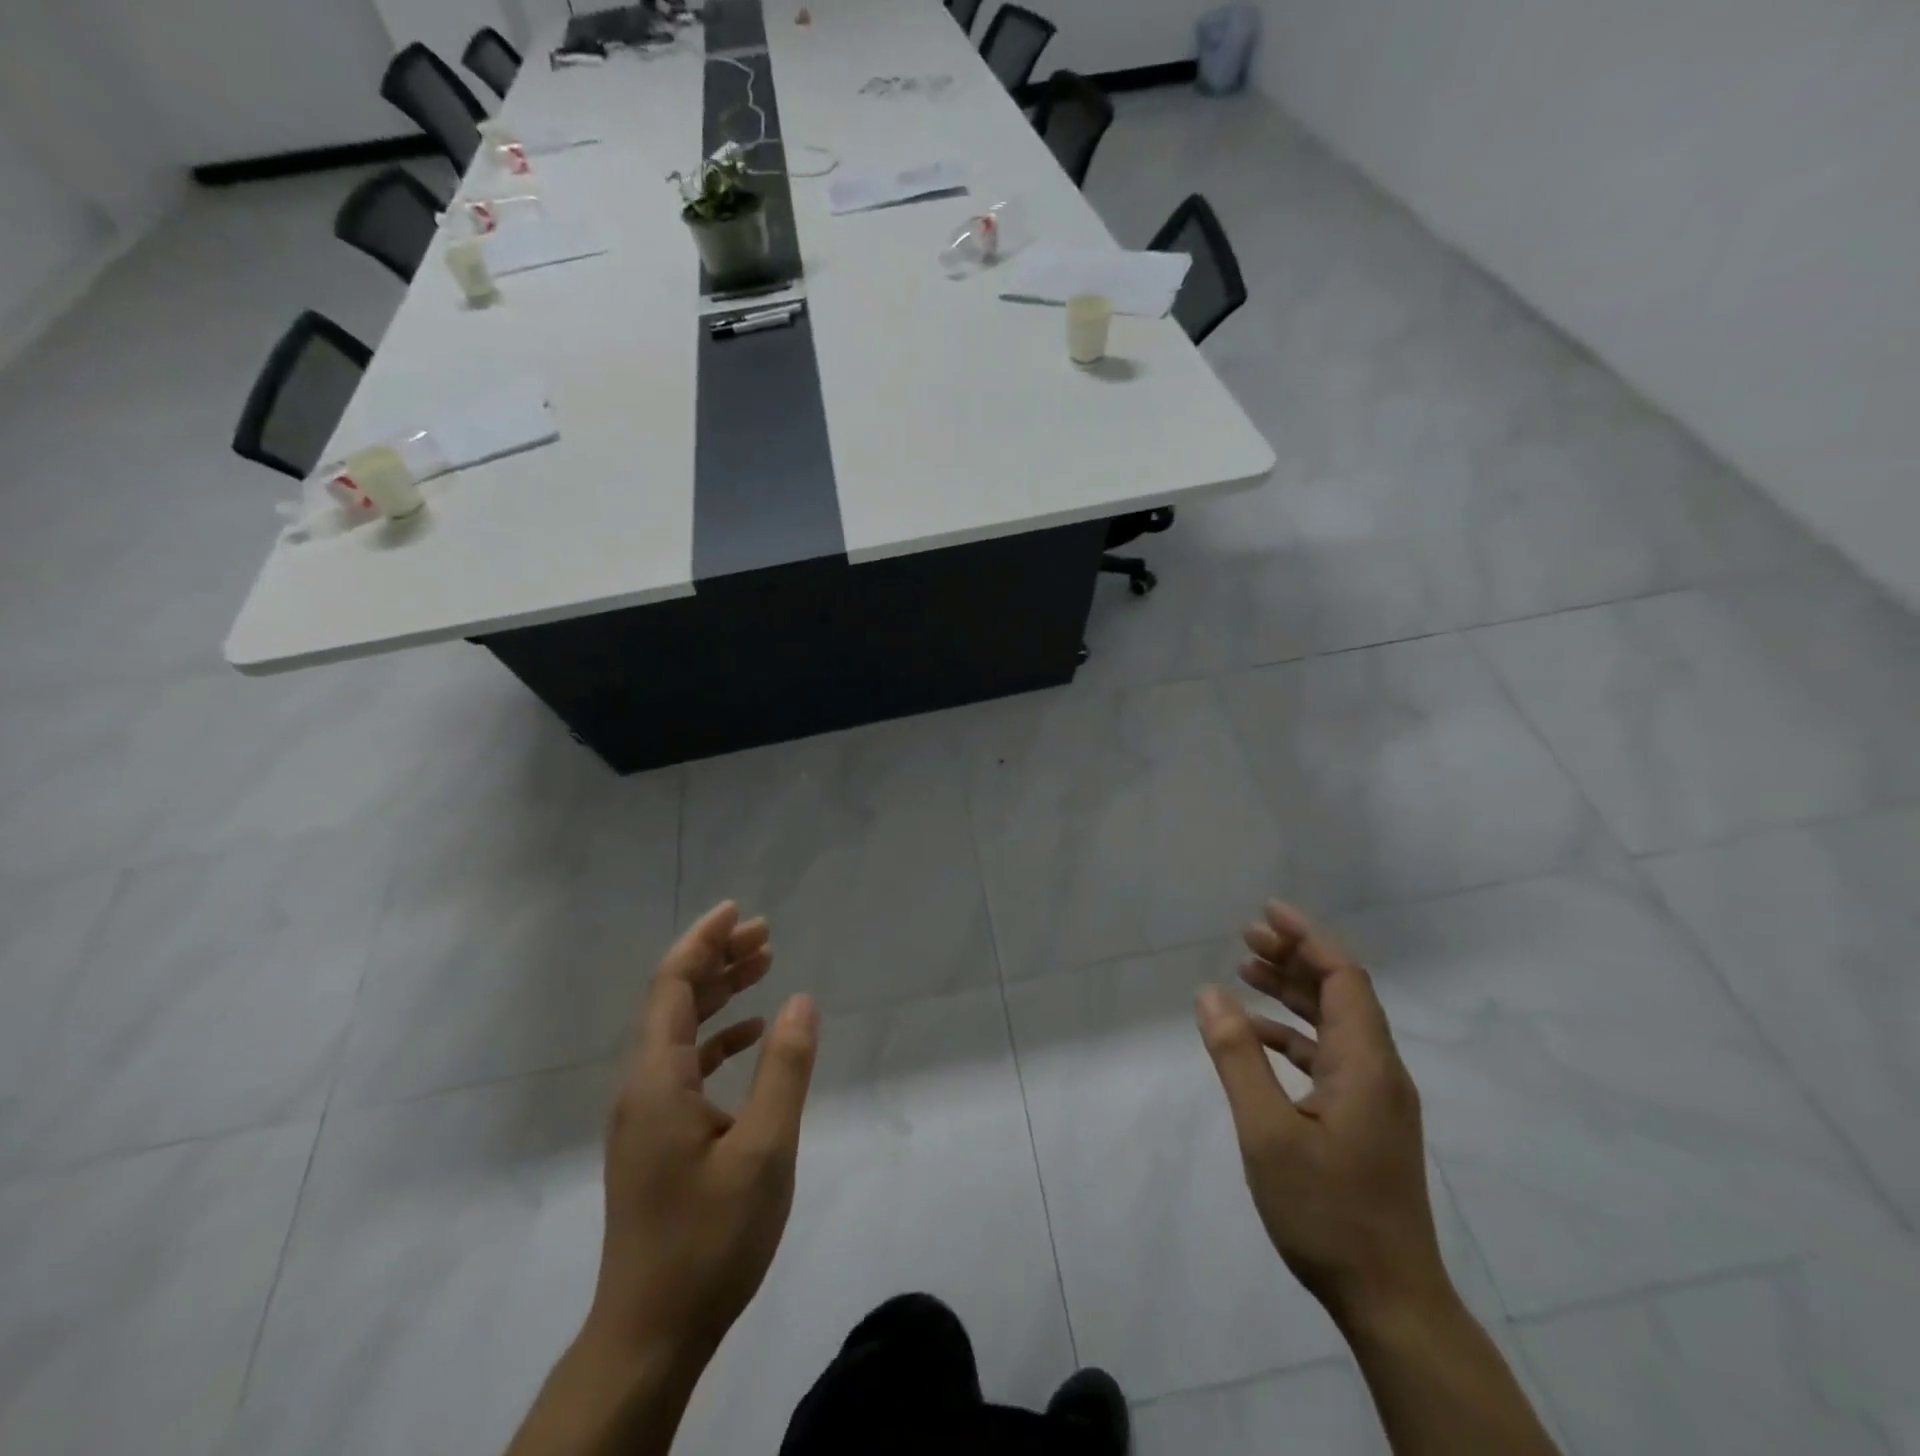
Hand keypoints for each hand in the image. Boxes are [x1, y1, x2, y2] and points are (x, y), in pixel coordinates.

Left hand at [588, 901, 819, 1366]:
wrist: (650, 1333)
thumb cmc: (710, 1238)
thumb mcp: (764, 1149)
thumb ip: (784, 1069)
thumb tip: (802, 999)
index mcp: (657, 1078)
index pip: (673, 985)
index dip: (703, 941)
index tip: (738, 911)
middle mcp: (641, 1085)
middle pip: (674, 999)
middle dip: (717, 959)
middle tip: (766, 935)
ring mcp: (645, 1113)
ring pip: (679, 1030)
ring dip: (719, 994)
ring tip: (764, 967)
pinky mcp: (655, 1137)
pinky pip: (683, 1064)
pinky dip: (716, 1037)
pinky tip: (749, 1035)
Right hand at [1195, 902, 1448, 1325]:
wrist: (1390, 1300)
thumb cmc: (1327, 1212)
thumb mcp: (1267, 1133)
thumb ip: (1237, 1058)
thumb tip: (1209, 993)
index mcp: (1366, 1064)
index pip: (1344, 978)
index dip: (1308, 938)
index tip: (1268, 912)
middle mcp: (1379, 1071)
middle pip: (1340, 994)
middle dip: (1295, 958)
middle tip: (1247, 936)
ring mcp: (1376, 1098)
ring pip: (1334, 1024)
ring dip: (1292, 993)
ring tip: (1246, 970)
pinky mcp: (1365, 1121)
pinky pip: (1329, 1057)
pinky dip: (1293, 1035)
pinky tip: (1256, 1036)